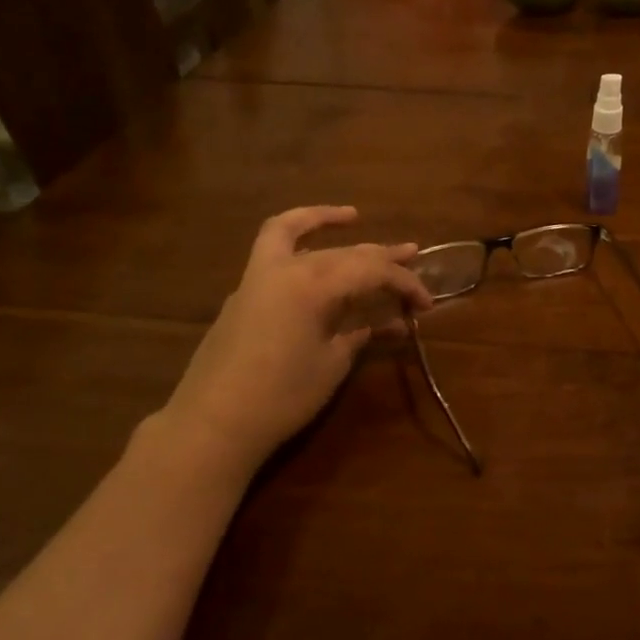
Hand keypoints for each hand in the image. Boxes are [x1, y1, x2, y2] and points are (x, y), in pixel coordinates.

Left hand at [156, 207, 433, 468]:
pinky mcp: (243, 295)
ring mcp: (257, 278)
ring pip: (294, 233)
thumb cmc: (282, 396)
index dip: (405, 283)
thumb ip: (357, 334)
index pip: (372, 270)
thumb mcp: (332, 365)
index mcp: (314, 284)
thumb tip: (383, 323)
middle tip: (411, 255)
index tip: (426, 304)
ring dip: (323, 221)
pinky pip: (272, 252)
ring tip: (352, 216)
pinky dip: (296, 241)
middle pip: (343, 251)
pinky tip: (313, 251)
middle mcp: (285, 268)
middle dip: (381, 256)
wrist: (213, 424)